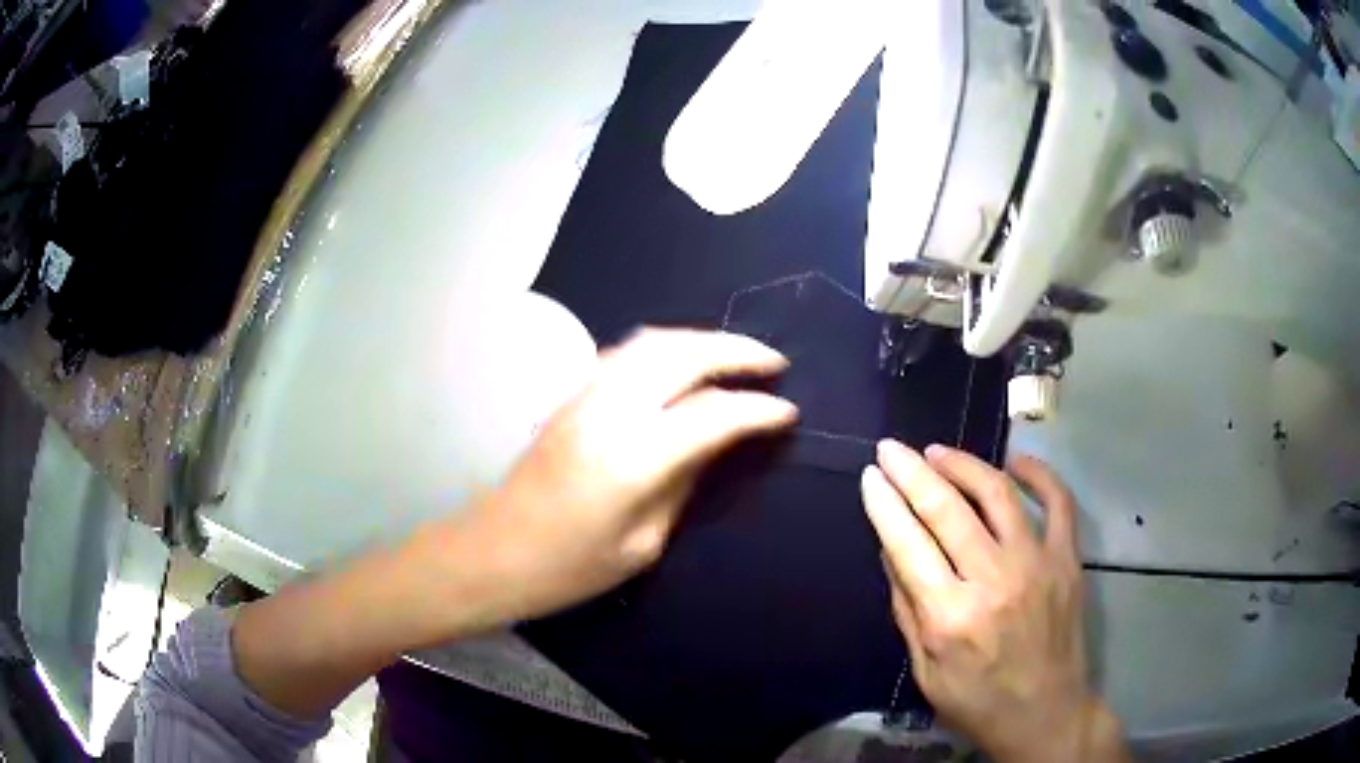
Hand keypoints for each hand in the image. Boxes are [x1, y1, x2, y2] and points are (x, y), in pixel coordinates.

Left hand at [457, 327, 798, 622]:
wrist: (493, 551)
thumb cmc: (569, 568)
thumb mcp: (643, 543)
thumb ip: (684, 482)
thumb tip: (718, 442)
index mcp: (633, 458)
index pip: (712, 415)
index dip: (756, 410)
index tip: (787, 412)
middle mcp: (609, 411)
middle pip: (683, 355)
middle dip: (736, 351)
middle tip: (774, 363)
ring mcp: (584, 395)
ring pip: (653, 342)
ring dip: (701, 341)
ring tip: (737, 356)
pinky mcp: (570, 395)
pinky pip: (627, 353)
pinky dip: (667, 348)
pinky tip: (684, 364)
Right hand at [861, 441, 1126, 762]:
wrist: (1045, 713)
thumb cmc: (976, 701)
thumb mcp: (925, 670)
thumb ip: (907, 607)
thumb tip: (891, 549)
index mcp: (949, 617)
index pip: (908, 543)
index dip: (884, 504)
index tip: (870, 475)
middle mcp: (992, 581)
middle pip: (946, 509)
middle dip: (911, 472)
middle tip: (891, 448)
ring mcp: (1036, 564)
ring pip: (997, 493)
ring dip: (963, 464)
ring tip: (937, 451)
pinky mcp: (1067, 559)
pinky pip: (1058, 501)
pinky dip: (1038, 473)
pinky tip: (1014, 461)